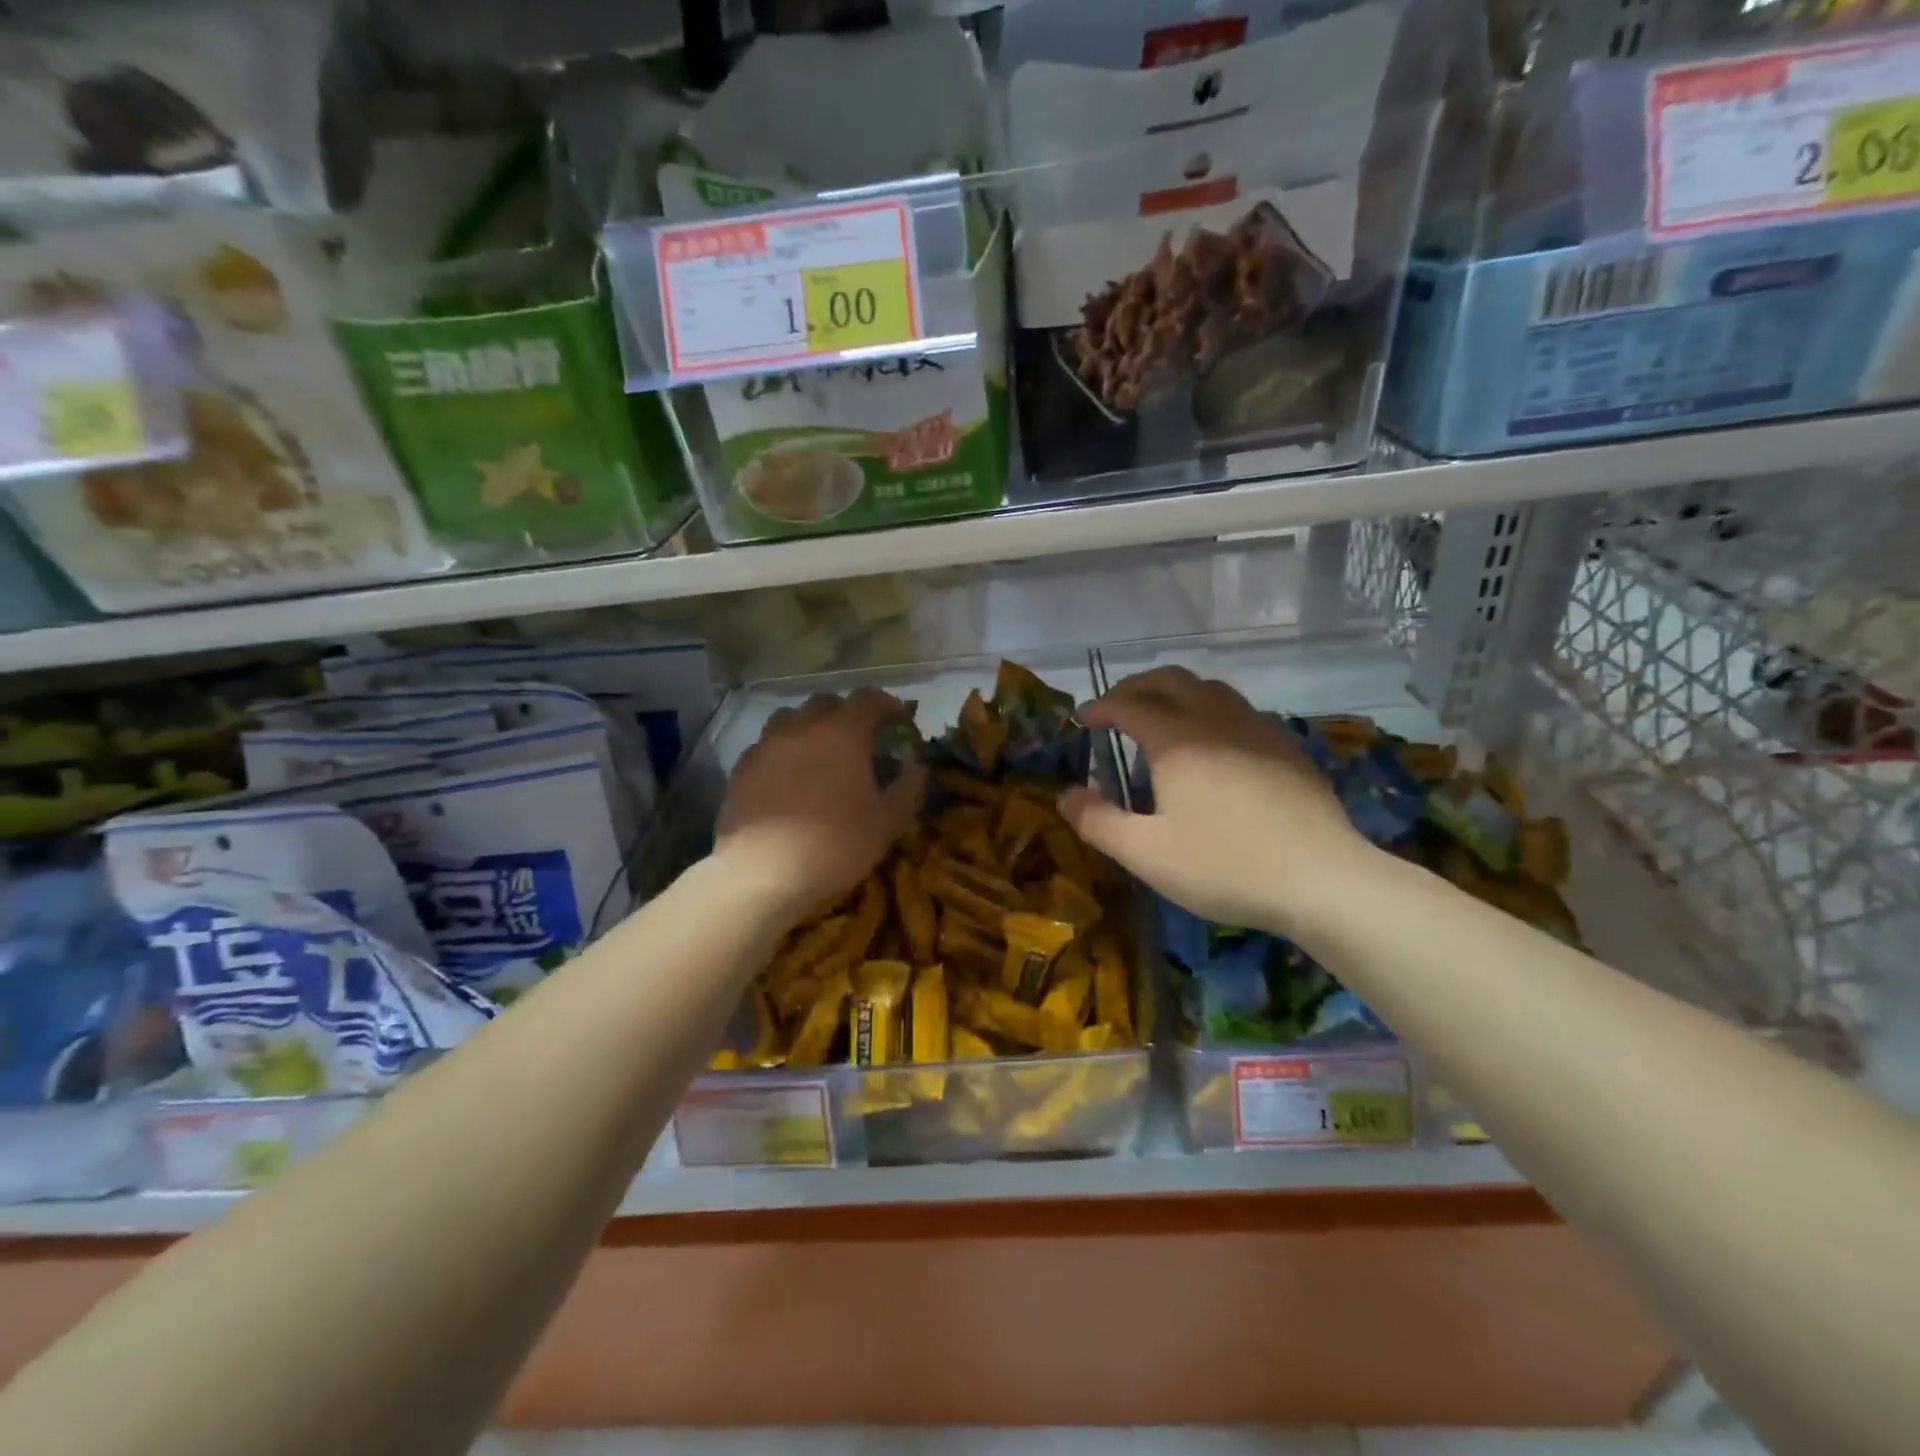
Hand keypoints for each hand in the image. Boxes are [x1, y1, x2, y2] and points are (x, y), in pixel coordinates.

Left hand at [716, 687, 925, 918]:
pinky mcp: (742, 768)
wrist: (762, 875)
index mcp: (843, 733)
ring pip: (791, 719)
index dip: (888, 705)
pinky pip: (767, 746)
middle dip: (847, 714)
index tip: (900, 722)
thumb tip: (916, 765)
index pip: (869, 698)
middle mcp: (802, 727)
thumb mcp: (888, 822)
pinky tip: (788, 779)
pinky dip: (783, 752)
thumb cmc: (835, 846)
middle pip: (826, 703)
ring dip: (810, 728)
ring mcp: (767, 745)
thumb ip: (909, 786)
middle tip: (860, 741)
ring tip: (820, 755)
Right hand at [1060, 666, 1376, 935]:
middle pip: (1171, 680)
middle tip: (1116, 708)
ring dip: (1176, 692)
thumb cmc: (1226, 866)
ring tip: (1161, 718)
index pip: (1129, 705)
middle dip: (1136, 687)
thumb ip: (1098, 822)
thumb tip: (1066, 795)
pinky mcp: (1286, 747)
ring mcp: (1257, 730)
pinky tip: (1213, 745)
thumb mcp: (1147, 854)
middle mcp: (1216, 721)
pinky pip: (1239, 710)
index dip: (1101, 708)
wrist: (1323, 880)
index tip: (1082, 719)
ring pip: (1210, 688)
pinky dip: (1210, 710)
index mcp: (1178, 741)